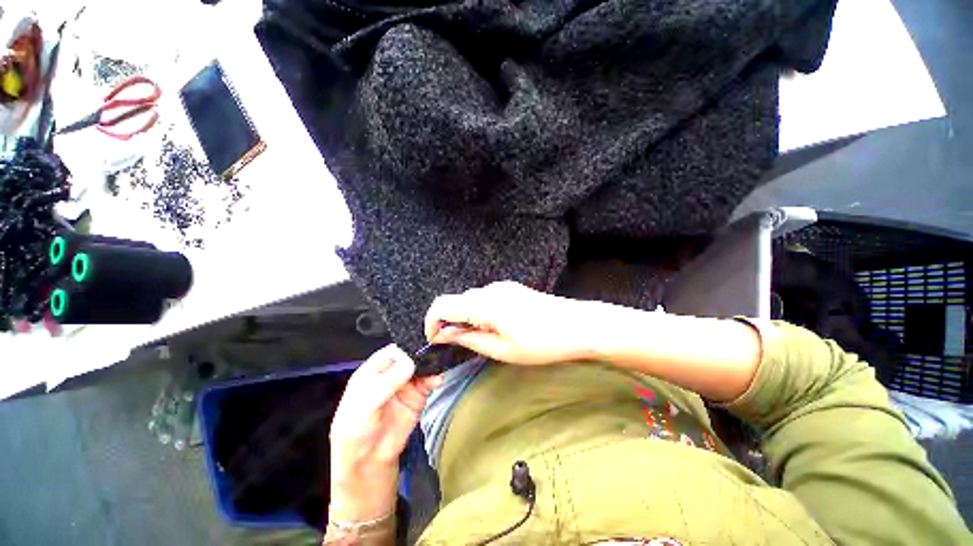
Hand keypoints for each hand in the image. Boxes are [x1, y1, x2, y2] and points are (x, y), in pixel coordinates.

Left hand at [328, 345, 442, 521]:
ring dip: (430, 365)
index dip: (405, 348)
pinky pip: (429, 382)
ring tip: (438, 365)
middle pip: (409, 356)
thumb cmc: (357, 429)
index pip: (392, 352)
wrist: (369, 460)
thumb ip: (387, 382)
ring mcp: (406, 384)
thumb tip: (411, 362)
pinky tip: (438, 381)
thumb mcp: (365, 404)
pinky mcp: (418, 395)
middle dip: (421, 353)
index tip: (419, 346)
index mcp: (374, 370)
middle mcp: (391, 373)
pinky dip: (435, 379)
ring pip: (421, 367)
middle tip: (434, 351)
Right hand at [424, 281, 603, 365]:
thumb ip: (469, 339)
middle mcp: (490, 290)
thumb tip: (445, 334)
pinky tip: (500, 326)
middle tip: (464, 344)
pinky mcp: (513, 289)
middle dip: (453, 322)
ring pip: (472, 300)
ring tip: (487, 337)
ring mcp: (503, 287)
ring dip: (469, 317)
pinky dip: (483, 312)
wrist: (578, 325)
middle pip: (457, 302)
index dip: (432, 322)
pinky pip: (487, 298)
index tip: (436, 340)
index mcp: (484, 305)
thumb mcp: (502, 349)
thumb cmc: (541, 343)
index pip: (442, 305)